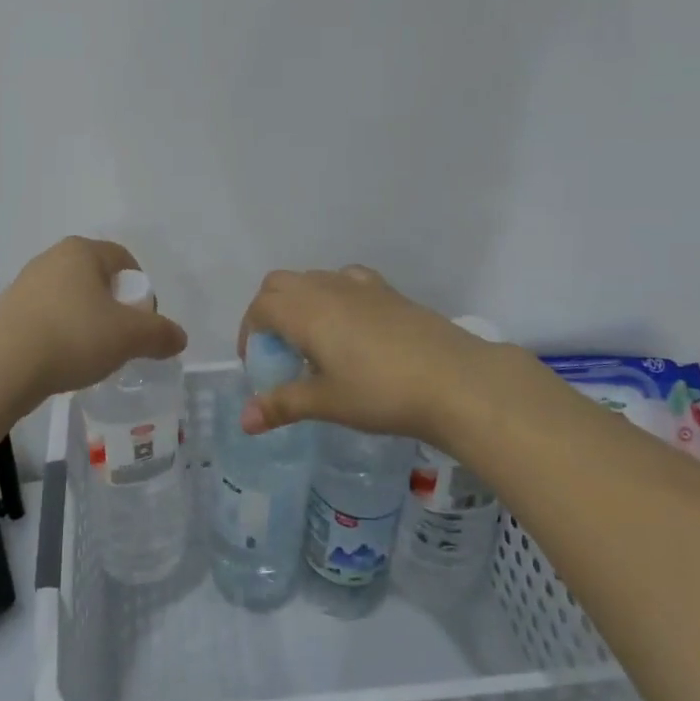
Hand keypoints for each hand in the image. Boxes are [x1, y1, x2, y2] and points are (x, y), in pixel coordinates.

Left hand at [0, 237, 187, 399]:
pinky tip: (61, 361)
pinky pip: (46, 318)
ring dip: (86, 323)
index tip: (142, 323)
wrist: (2, 366)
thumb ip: (160, 334)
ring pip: (70, 300)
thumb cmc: (72, 336)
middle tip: (120, 340)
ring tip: (90, 355)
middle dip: (113, 308)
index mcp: (82, 250)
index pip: (124, 260)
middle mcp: (51, 258)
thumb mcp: (129, 337)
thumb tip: (179, 337)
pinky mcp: (6, 311)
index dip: (140, 291)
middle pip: (96, 280)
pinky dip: (60, 335)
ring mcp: (25, 284)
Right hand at [236, 266, 519, 447]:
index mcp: (304, 311)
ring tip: (313, 342)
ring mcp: (360, 286)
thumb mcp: (327, 402)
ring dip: (300, 302)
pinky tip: (350, 326)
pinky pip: (346, 280)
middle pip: (280, 284)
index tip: (258, 365)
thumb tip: (244, 421)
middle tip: (278, 350)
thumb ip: (282, 405)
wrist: (455, 379)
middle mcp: (326, 288)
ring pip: (313, 279)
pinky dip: (334, 295)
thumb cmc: (381, 393)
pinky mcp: (389, 291)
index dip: (249, 333)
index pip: (260, 307)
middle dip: (268, 311)